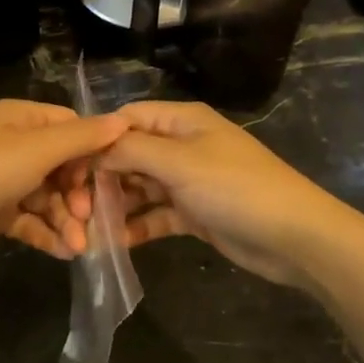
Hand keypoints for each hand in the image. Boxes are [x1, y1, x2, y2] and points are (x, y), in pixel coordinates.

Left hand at [0, 99, 128, 273]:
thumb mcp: (35, 151)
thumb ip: (80, 138)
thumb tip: (123, 121)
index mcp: (21, 118)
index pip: (71, 128)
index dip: (92, 154)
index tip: (107, 182)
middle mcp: (12, 143)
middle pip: (62, 165)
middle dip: (79, 195)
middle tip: (89, 222)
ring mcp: (1, 178)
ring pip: (47, 195)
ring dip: (65, 220)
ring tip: (79, 248)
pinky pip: (28, 217)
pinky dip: (45, 232)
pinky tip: (62, 252)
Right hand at [96, 101, 345, 287]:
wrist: (295, 237)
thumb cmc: (235, 188)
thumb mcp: (180, 162)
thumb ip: (132, 150)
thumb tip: (94, 149)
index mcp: (181, 121)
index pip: (127, 118)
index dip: (98, 139)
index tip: (68, 166)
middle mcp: (182, 145)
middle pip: (130, 153)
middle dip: (103, 176)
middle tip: (74, 205)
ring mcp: (189, 180)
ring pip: (141, 186)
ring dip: (116, 204)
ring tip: (87, 227)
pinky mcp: (195, 213)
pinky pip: (157, 215)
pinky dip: (137, 226)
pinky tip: (113, 243)